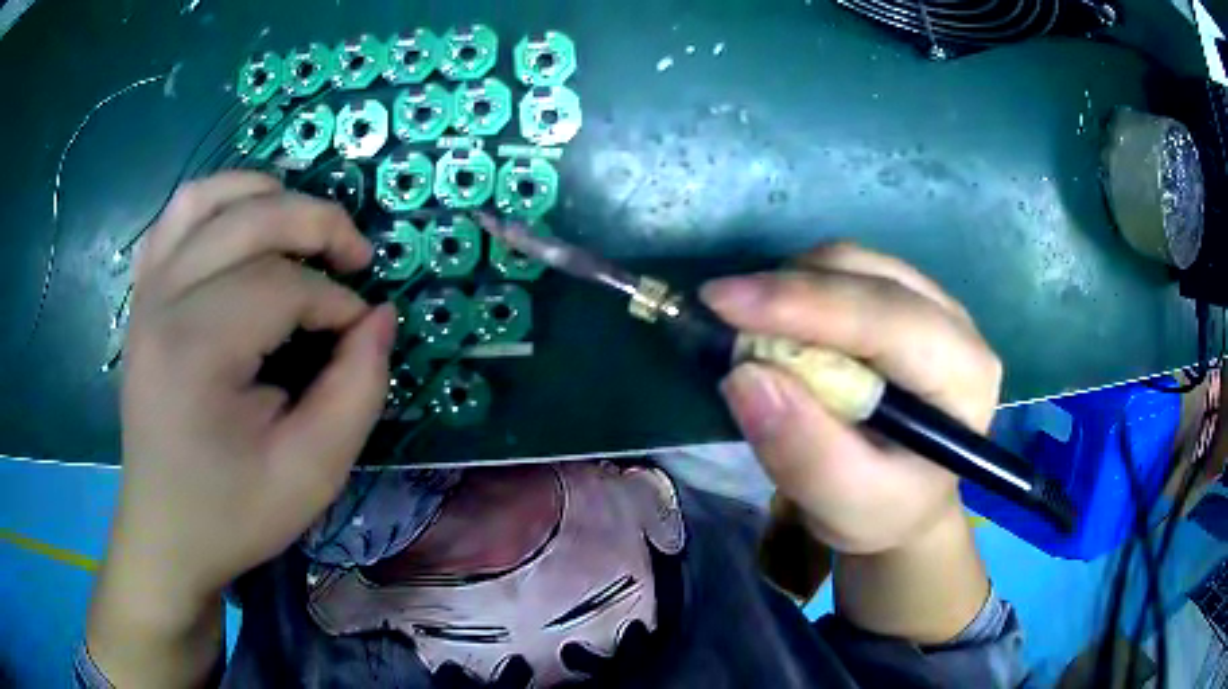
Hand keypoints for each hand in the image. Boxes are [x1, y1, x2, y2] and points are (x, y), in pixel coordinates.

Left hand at [88, 172, 395, 685]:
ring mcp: (146, 292)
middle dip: (318, 224)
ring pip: (208, 197)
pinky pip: (176, 217)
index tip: (359, 337)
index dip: (337, 302)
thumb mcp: (313, 472)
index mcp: (196, 351)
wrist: (165, 533)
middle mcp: (163, 302)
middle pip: (250, 218)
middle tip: (356, 258)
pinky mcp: (142, 296)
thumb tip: (380, 317)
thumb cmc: (234, 512)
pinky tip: (242, 229)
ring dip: (267, 195)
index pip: (283, 285)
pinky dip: (217, 203)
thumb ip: (358, 390)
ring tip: (301, 227)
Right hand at [702, 243, 996, 641]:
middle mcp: (957, 325)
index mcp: (964, 377)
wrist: (902, 500)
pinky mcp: (904, 297)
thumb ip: (804, 453)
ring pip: (854, 262)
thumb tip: (744, 378)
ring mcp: (931, 302)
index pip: (888, 319)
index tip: (723, 302)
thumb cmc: (882, 509)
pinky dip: (801, 287)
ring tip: (752, 330)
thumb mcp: (844, 505)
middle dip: (790, 290)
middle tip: (720, 315)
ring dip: (792, 286)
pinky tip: (781, 325)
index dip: (805, 304)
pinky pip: (846, 269)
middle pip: (869, 276)